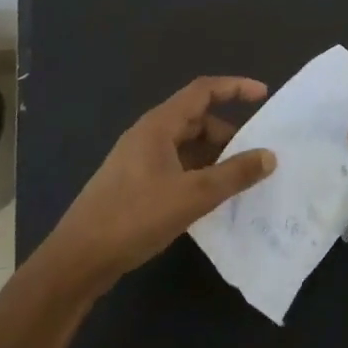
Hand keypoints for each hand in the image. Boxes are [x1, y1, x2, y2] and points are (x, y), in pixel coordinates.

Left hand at [44, 77, 275, 291]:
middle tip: (255, 154)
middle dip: (228, 132)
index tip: (263, 95)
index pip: (202, 90)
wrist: (77, 259)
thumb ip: (234, 174)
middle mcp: (148, 135)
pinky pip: (176, 166)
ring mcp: (139, 160)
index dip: (234, 87)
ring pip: (186, 145)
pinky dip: (198, 173)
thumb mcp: (192, 196)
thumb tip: (270, 156)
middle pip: (196, 119)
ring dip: (214, 156)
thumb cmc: (134, 217)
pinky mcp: (135, 184)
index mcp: (159, 125)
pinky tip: (211, 198)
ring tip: (239, 179)